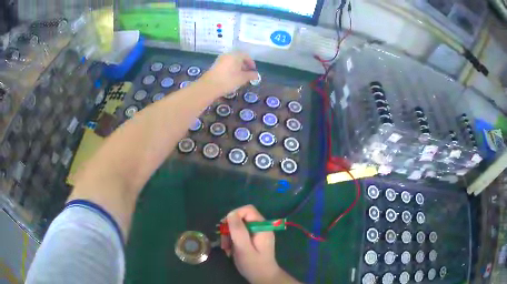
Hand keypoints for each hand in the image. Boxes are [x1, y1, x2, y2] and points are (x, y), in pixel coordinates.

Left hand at [200, 52, 257, 96]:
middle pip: (238, 57)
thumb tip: (256, 75)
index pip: (246, 56)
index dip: (251, 63)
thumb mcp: (242, 79)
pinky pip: (226, 64)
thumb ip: (251, 75)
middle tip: (248, 73)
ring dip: (237, 67)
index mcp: (236, 55)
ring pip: (232, 61)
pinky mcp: (215, 65)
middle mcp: (228, 55)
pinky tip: (232, 77)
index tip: (253, 70)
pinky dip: (231, 68)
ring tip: (240, 76)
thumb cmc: (228, 80)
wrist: (209, 86)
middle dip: (244, 65)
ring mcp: (220, 59)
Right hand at [221, 205, 297, 283]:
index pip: (247, 210)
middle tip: (224, 242)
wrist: (263, 277)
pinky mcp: (253, 241)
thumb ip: (238, 230)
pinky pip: (240, 235)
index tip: (225, 227)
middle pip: (242, 218)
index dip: (235, 215)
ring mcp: (257, 234)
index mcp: (262, 227)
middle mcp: (261, 228)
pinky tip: (231, 251)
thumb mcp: (244, 248)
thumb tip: (231, 214)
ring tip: (227, 249)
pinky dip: (233, 241)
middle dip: (230, 229)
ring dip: (229, 236)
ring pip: (239, 227)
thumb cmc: (254, 264)